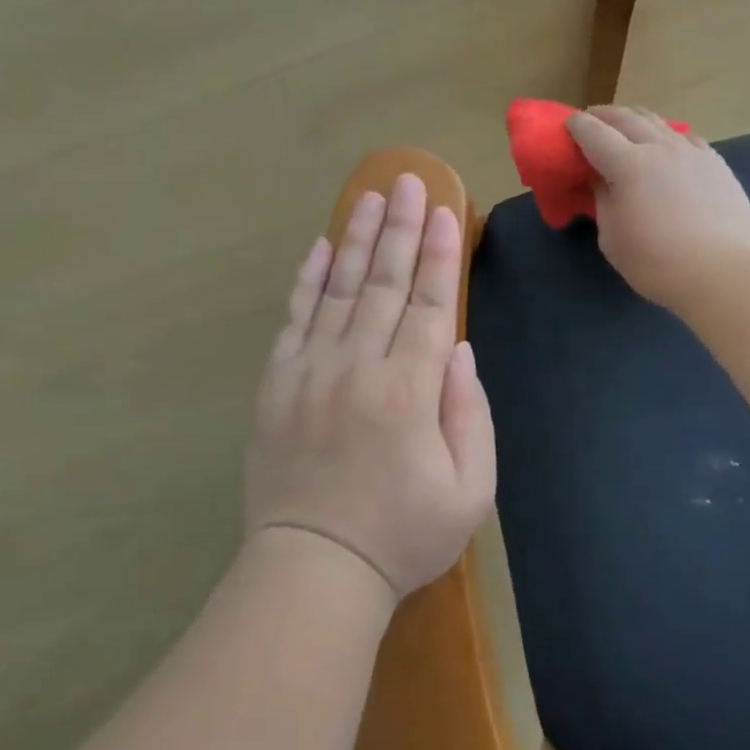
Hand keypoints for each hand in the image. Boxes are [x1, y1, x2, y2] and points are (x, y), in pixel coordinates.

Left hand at [245, 173, 496, 600]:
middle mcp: (359, 366)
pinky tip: (321, 249)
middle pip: (386, 283)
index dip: (440, 255)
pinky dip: (309, 280)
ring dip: (358, 239)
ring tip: (370, 197)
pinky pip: (296, 318)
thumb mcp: (469, 491)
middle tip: (409, 180)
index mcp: (410, 391)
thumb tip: (457, 350)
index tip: (445, 211)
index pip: (430, 304)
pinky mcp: (278, 382)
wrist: (313, 568)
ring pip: (340, 289)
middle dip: (402, 228)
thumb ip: (471, 414)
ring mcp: (312, 370)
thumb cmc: (402, 535)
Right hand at [565, 105, 749, 312]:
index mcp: (627, 164)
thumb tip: (600, 180)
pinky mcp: (716, 163)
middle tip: (590, 122)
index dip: (575, 126)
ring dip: (634, 120)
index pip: (593, 132)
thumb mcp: (612, 238)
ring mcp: (691, 152)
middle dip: (602, 115)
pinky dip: (666, 135)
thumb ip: (602, 201)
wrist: (726, 272)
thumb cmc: (657, 262)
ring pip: (657, 121)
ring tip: (625, 128)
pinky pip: (684, 137)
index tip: (564, 127)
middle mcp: (659, 147)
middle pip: (625, 117)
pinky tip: (666, 147)